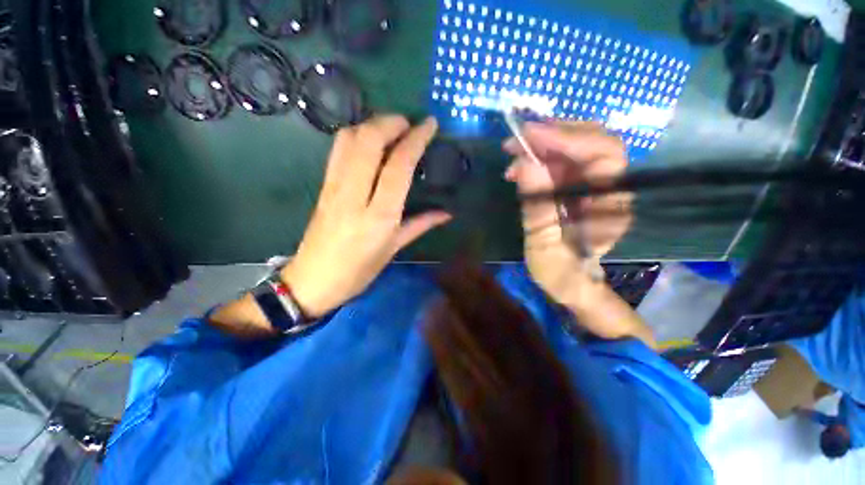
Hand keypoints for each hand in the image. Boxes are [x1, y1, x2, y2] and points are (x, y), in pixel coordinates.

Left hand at [280, 116, 450, 317]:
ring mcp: (334, 187)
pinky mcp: (323, 185)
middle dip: (391, 122)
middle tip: (408, 124)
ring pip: (349, 139)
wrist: (313, 280)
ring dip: (372, 125)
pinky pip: (338, 150)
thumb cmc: (358, 271)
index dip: (415, 139)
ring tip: (391, 130)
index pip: (398, 166)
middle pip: (369, 141)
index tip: (429, 124)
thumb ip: (421, 225)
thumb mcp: (393, 249)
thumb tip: (447, 213)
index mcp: (379, 216)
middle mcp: (355, 195)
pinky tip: (369, 142)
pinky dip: (356, 135)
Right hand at [504, 122, 632, 307]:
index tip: (530, 137)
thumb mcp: (543, 247)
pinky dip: (540, 155)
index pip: (604, 155)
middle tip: (517, 140)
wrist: (569, 281)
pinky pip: (563, 160)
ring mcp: (594, 184)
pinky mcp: (578, 185)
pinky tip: (519, 165)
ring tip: (513, 153)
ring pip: (577, 146)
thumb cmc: (560, 272)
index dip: (569, 139)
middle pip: (594, 141)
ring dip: (543, 143)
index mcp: (611, 206)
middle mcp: (610, 188)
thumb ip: (538, 208)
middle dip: (553, 134)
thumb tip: (525, 165)